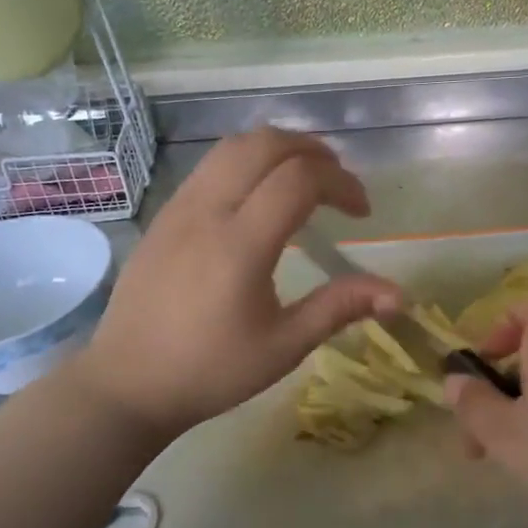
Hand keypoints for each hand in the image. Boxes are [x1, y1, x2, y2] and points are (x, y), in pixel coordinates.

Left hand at [78, 128, 401, 437]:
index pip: (299, 179)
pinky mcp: (164, 215)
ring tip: (306, 179)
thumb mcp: (284, 346)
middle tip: (339, 184)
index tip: (362, 213)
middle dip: (313, 152)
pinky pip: (211, 166)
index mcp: (240, 245)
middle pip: (265, 144)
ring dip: (279, 149)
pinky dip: (248, 162)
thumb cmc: (211, 371)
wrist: (127, 384)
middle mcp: (207, 211)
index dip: (342, 183)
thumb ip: (340, 308)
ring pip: (233, 146)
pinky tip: (260, 197)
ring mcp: (179, 208)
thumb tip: (399, 296)